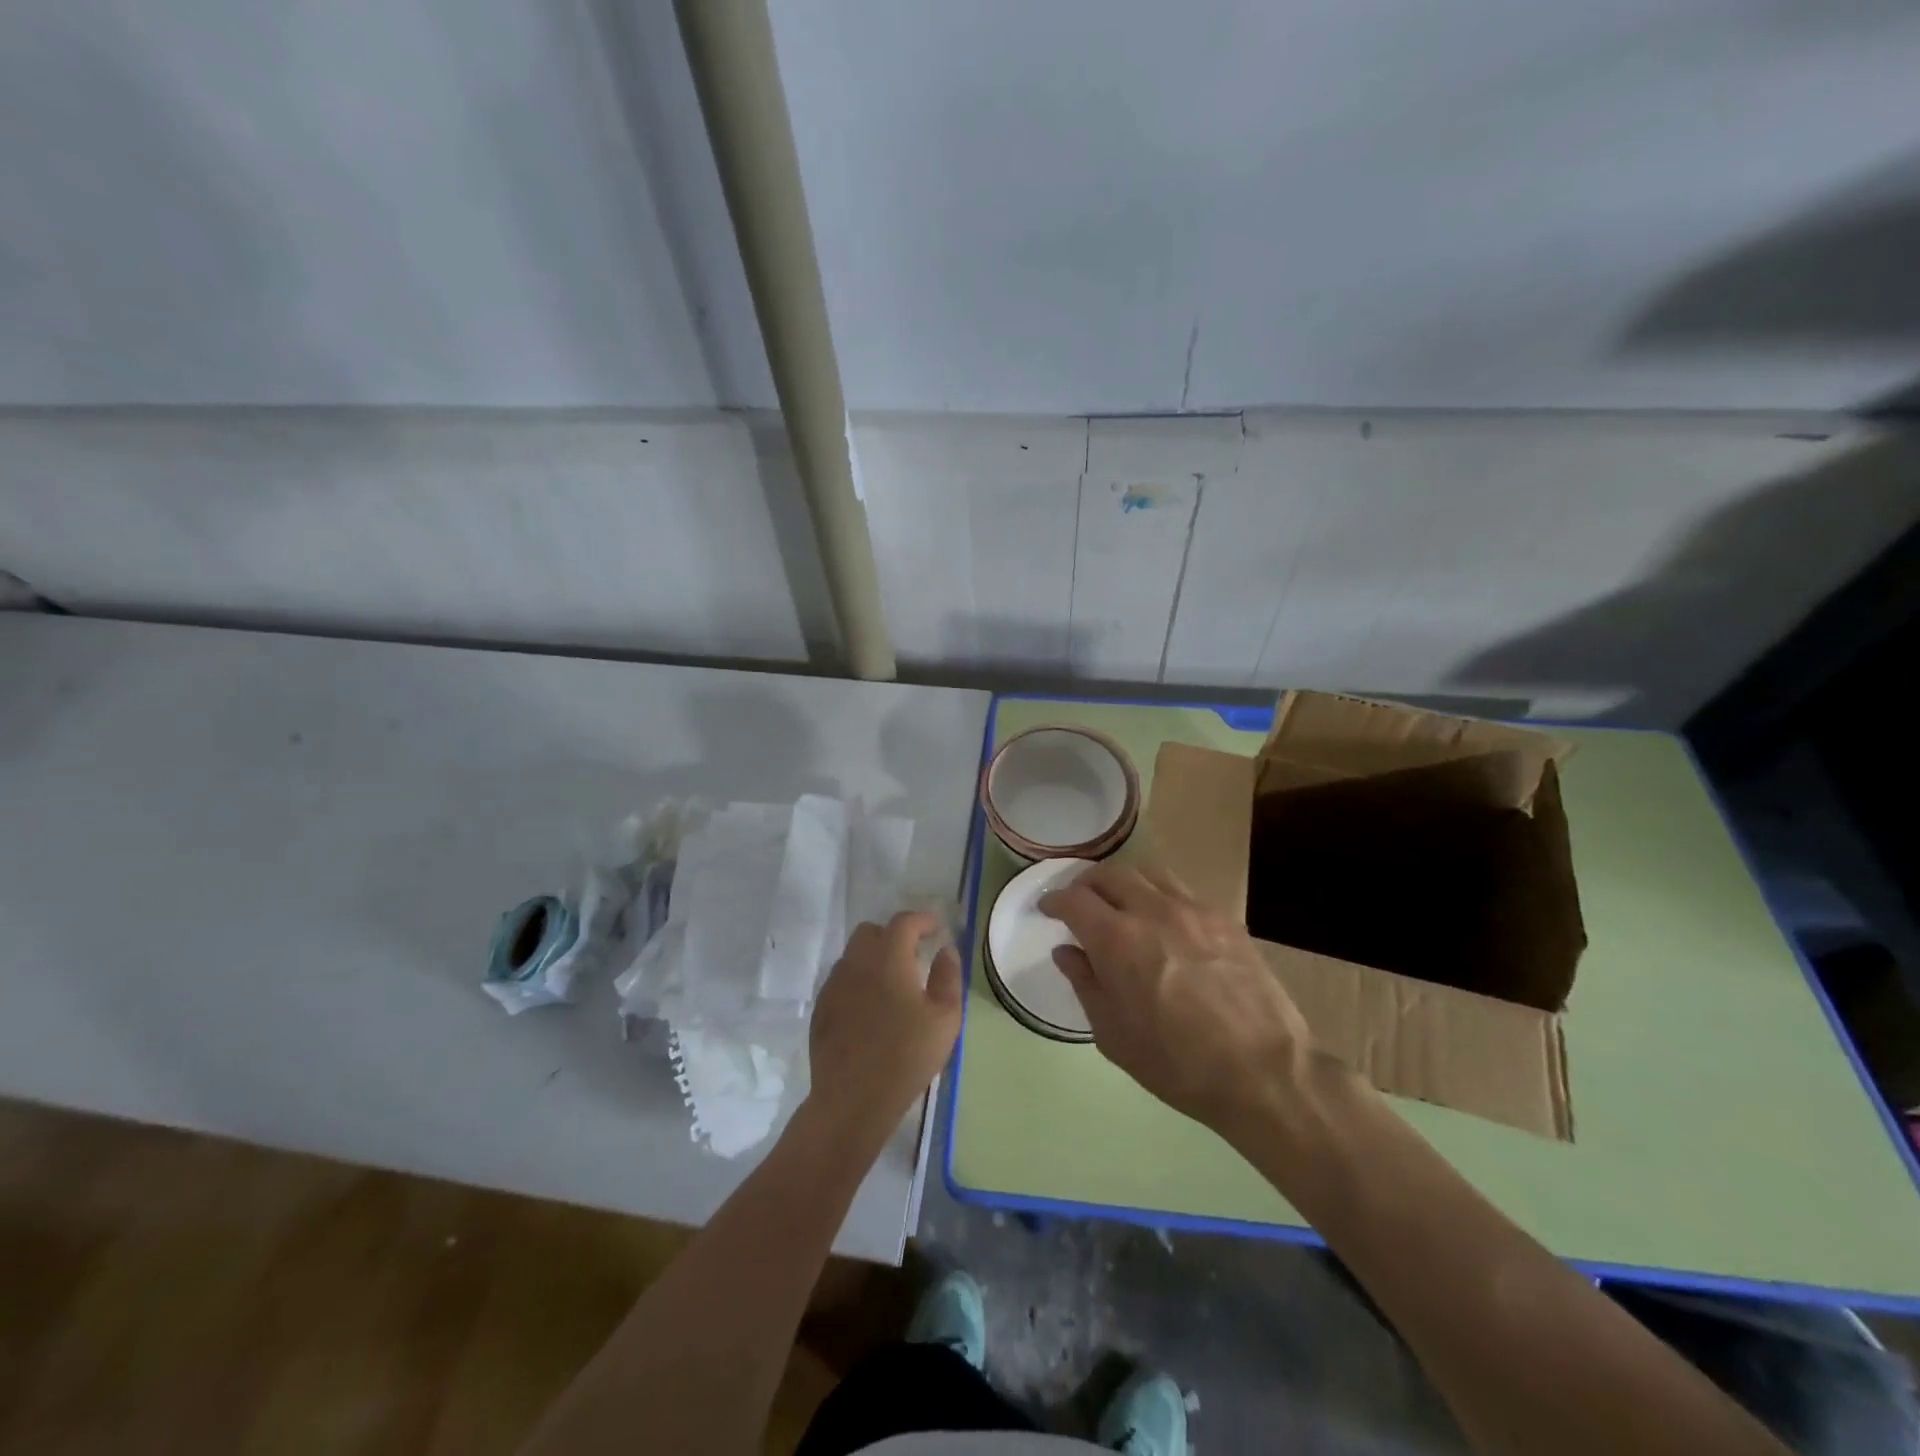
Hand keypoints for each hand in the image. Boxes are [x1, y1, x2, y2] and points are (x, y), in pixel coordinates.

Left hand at [805, 911, 961, 1141]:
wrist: (853, 1099)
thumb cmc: (906, 1056)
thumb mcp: (945, 1018)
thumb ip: (948, 976)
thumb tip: (945, 951)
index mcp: (888, 958)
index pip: (903, 923)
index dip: (922, 920)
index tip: (936, 929)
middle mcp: (856, 962)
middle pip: (871, 932)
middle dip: (893, 935)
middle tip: (913, 954)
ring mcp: (834, 985)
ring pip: (853, 956)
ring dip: (873, 958)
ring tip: (892, 983)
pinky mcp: (821, 1008)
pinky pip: (841, 980)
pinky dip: (858, 981)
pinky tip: (871, 1008)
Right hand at [1041, 861, 1315, 1132]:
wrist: (1263, 1070)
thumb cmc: (1177, 1063)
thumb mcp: (1114, 1035)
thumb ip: (1085, 984)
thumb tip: (1067, 951)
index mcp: (1117, 939)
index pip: (1074, 899)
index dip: (1055, 900)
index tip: (1048, 908)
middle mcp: (1151, 910)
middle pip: (1110, 874)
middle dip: (1087, 883)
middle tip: (1081, 902)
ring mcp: (1193, 909)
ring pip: (1148, 872)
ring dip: (1125, 881)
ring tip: (1121, 902)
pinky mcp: (1225, 918)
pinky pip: (1182, 891)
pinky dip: (1160, 895)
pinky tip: (1164, 922)